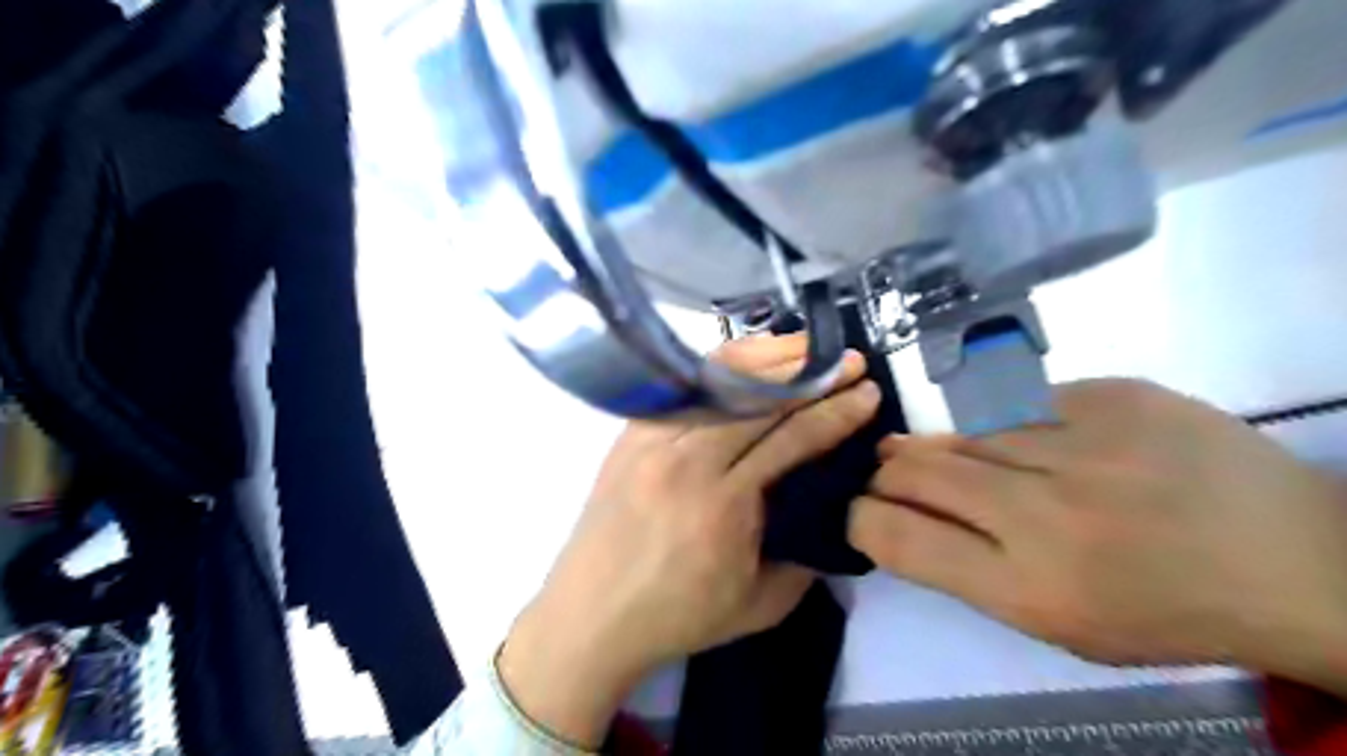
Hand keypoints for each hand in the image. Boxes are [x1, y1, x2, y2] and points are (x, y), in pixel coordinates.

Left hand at [499, 335, 879, 746]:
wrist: (591, 614)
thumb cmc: (677, 615)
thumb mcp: (760, 604)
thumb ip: (806, 555)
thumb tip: (831, 505)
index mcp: (723, 503)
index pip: (791, 439)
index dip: (835, 412)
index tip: (868, 393)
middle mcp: (686, 459)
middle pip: (759, 399)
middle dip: (811, 375)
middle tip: (847, 361)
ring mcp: (653, 439)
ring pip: (719, 382)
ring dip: (769, 359)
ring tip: (805, 347)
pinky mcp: (631, 432)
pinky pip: (684, 388)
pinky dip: (722, 369)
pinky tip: (748, 362)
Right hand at [852, 381, 1346, 694]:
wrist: (1300, 560)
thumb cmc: (1163, 609)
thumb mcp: (1054, 621)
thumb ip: (965, 566)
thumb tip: (897, 511)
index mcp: (1029, 587)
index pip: (897, 535)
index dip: (860, 517)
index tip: (860, 510)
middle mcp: (1046, 511)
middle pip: (916, 469)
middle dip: (889, 472)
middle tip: (891, 471)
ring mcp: (1083, 442)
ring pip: (965, 431)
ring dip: (948, 447)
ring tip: (961, 457)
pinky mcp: (1114, 393)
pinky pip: (1023, 405)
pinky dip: (1012, 425)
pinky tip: (1041, 443)